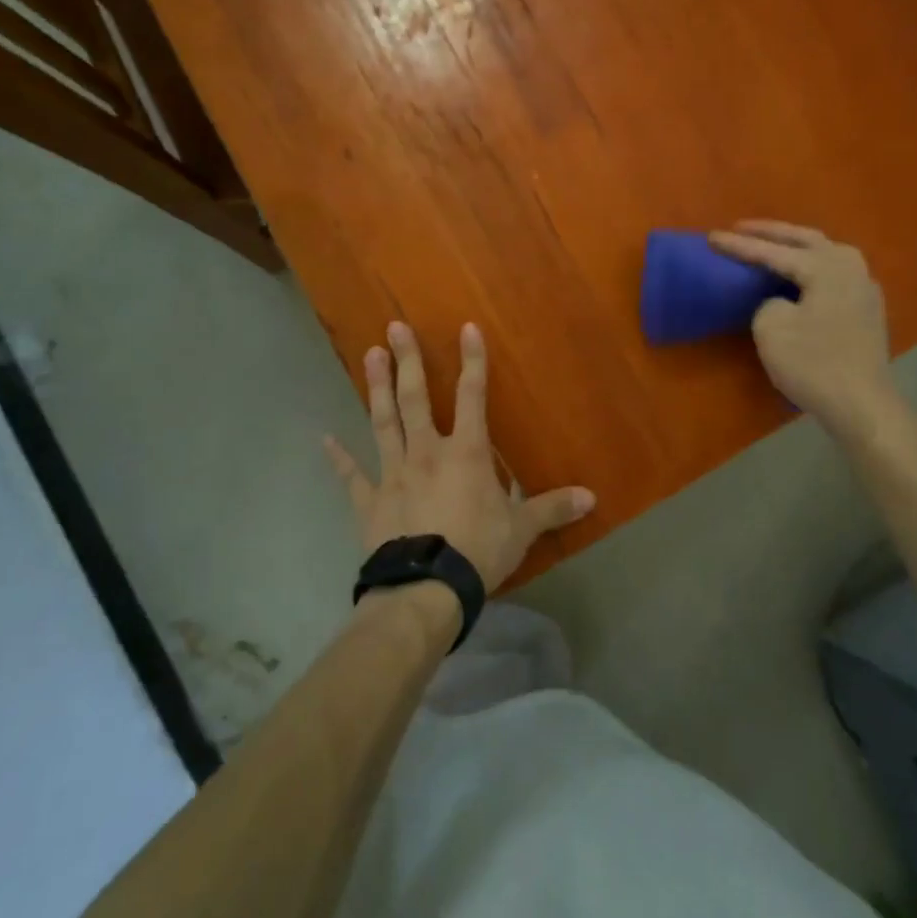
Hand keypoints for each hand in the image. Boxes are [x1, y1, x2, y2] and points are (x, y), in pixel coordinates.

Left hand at [324, 321, 595, 593]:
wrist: (425, 590)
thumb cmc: (478, 551)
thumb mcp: (522, 529)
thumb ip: (552, 508)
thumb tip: (592, 497)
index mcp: (466, 453)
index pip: (473, 396)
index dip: (472, 361)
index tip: (466, 328)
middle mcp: (426, 452)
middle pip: (416, 398)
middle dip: (407, 361)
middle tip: (394, 327)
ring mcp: (393, 474)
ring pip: (383, 422)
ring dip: (376, 388)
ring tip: (369, 355)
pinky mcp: (370, 501)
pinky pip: (352, 476)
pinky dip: (339, 458)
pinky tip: (324, 438)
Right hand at [709, 221, 894, 437]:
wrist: (861, 404)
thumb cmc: (813, 364)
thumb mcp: (772, 329)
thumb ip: (767, 302)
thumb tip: (780, 302)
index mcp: (826, 267)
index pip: (773, 252)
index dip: (739, 246)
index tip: (711, 236)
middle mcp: (850, 267)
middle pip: (805, 240)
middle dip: (771, 233)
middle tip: (741, 228)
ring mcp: (864, 287)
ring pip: (824, 252)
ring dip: (795, 245)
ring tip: (770, 244)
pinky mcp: (866, 309)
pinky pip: (833, 273)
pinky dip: (811, 265)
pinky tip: (801, 274)